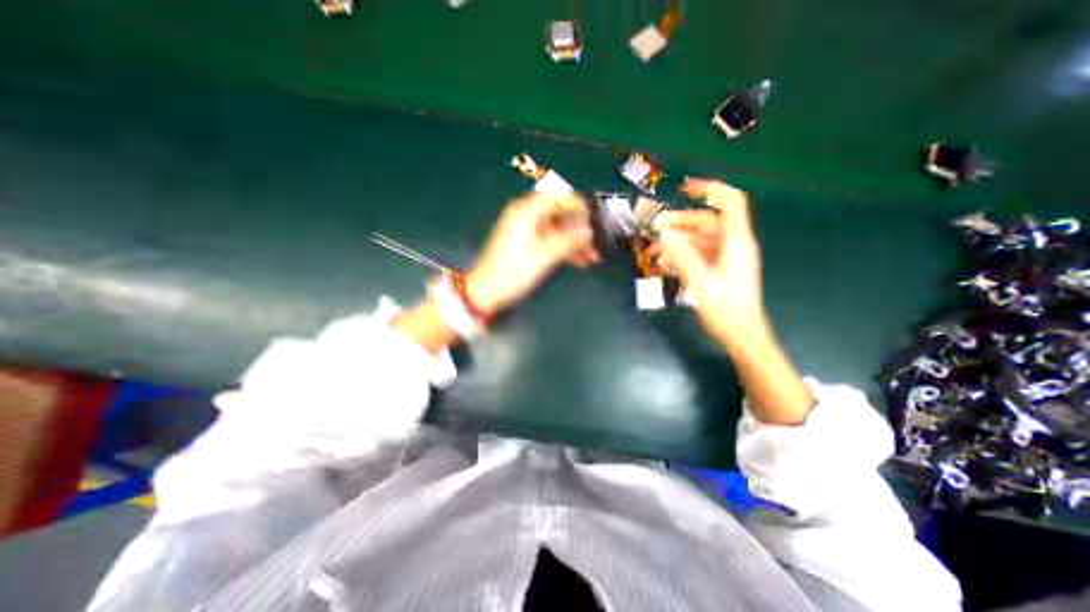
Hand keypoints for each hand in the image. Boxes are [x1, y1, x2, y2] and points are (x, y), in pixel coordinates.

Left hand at [458, 190, 595, 314]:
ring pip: (556, 230)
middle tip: (594, 243)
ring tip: (592, 258)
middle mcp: (525, 216)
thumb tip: (589, 231)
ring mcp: (525, 230)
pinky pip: (549, 240)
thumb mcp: (544, 256)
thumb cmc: (514, 271)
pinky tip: (579, 262)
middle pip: (558, 214)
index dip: (577, 205)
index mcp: (526, 212)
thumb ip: (568, 241)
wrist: (487, 291)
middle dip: (578, 228)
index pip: (557, 197)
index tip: (593, 219)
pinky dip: (563, 249)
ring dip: (574, 242)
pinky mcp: (526, 243)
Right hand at [656, 177, 763, 348]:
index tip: (684, 189)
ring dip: (677, 242)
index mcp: (736, 242)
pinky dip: (682, 255)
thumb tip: (663, 236)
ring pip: (699, 239)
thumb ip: (682, 258)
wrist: (742, 335)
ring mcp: (726, 257)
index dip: (710, 189)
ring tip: (654, 251)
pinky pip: (698, 254)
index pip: (730, 202)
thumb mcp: (701, 283)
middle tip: (655, 229)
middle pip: (707, 221)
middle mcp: (733, 244)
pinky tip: (665, 264)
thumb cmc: (726, 310)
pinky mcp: (719, 268)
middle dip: (680, 223)